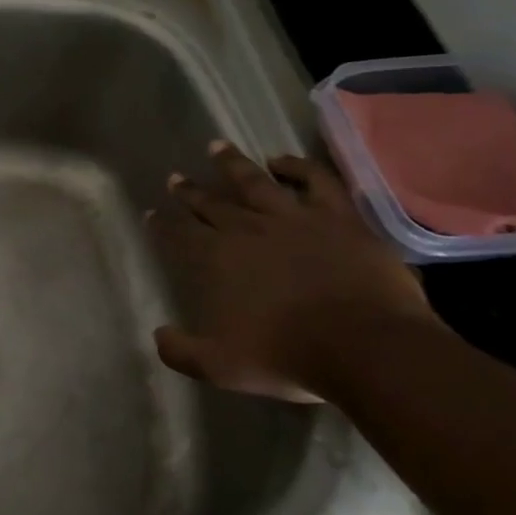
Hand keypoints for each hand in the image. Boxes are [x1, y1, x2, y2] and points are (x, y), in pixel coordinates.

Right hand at [147, 142, 437, 400]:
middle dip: (190, 191)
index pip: (181, 234)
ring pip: (255, 181)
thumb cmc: (287, 356)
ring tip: (217, 147)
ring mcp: (294, 217)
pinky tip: (282, 161)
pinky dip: (296, 166)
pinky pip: (314, 180)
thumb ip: (182, 351)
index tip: (151, 212)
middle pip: (212, 203)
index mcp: (218, 259)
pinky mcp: (337, 216)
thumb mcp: (221, 367)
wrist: (364, 345)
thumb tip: (159, 335)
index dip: (163, 223)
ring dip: (233, 164)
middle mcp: (249, 229)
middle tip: (175, 177)